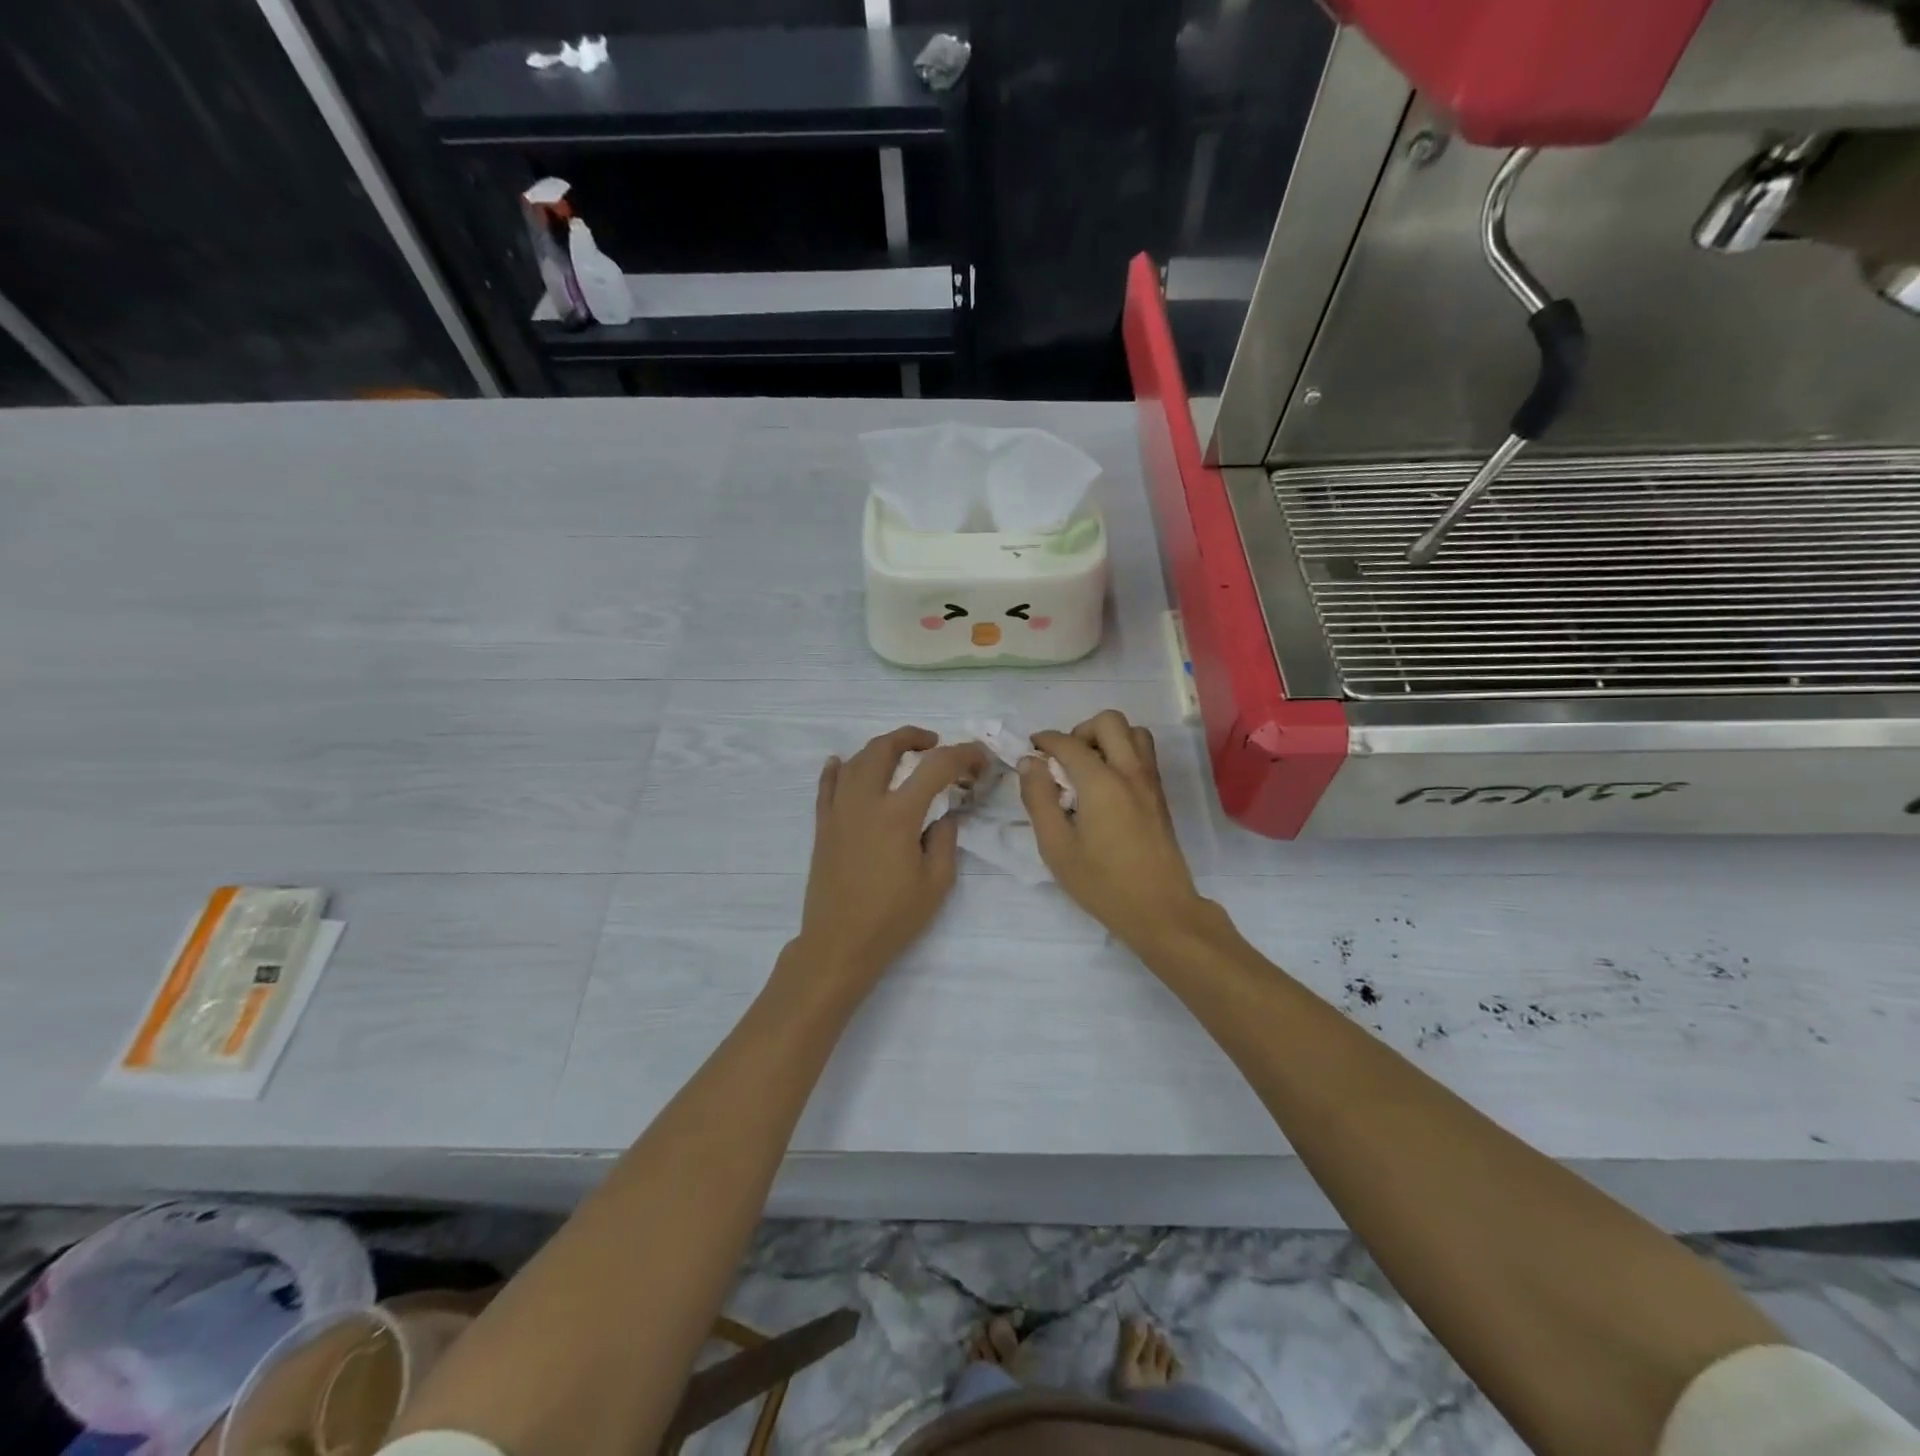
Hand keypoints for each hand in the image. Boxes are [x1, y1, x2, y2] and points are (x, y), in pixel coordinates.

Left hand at [795, 726, 988, 991]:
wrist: (839, 943)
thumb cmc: (892, 918)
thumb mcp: (936, 883)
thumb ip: (945, 839)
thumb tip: (943, 815)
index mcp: (898, 815)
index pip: (935, 767)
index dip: (962, 755)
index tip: (978, 760)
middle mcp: (865, 802)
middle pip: (885, 748)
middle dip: (913, 737)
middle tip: (934, 744)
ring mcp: (838, 811)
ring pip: (855, 760)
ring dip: (881, 749)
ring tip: (900, 755)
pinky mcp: (822, 825)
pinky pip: (827, 785)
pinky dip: (837, 768)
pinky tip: (842, 762)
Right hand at [1022, 711, 1209, 953]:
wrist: (1160, 910)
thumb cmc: (1102, 883)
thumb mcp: (1056, 847)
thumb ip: (1039, 799)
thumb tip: (1029, 763)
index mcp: (1102, 782)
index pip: (1069, 742)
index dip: (1045, 741)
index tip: (1030, 752)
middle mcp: (1130, 772)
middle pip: (1109, 721)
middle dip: (1080, 731)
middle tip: (1064, 762)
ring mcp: (1150, 782)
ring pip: (1133, 733)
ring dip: (1107, 739)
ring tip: (1087, 770)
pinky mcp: (1160, 796)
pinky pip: (1143, 754)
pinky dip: (1122, 753)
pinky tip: (1105, 787)